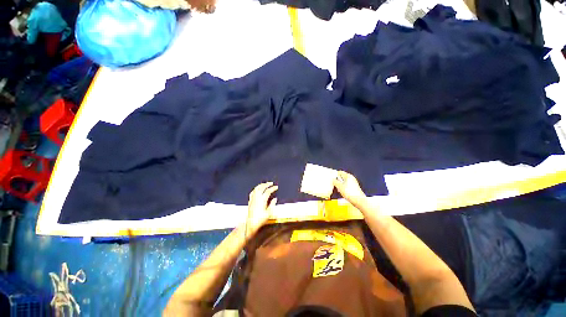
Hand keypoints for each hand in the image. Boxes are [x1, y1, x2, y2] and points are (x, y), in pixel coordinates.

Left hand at [246, 182, 277, 235]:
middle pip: (262, 187)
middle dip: (267, 184)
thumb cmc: (260, 219)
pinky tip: (257, 189)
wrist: (250, 223)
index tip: (276, 187)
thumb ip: (272, 204)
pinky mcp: (250, 201)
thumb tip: (275, 199)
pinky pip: (252, 192)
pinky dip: (256, 189)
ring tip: (265, 184)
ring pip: (256, 188)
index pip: (268, 191)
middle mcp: (257, 198)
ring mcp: (252, 199)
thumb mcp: (269, 213)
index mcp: (262, 200)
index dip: (273, 188)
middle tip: (271, 183)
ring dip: (261, 185)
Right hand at [333, 171, 366, 206]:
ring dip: (340, 185)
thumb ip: (335, 182)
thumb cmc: (350, 193)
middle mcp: (351, 178)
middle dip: (337, 180)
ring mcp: (353, 183)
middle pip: (342, 177)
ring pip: (344, 182)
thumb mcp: (339, 186)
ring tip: (337, 189)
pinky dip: (343, 188)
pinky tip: (341, 192)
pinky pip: (346, 185)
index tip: (330, 178)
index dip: (334, 175)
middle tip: (333, 184)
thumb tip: (332, 179)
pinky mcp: (354, 188)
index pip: (339, 172)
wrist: (359, 201)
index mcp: (348, 176)